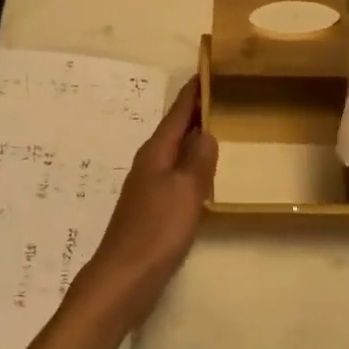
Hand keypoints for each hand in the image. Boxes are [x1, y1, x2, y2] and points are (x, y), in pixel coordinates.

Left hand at [75, 77, 217, 327]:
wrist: (124, 278)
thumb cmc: (157, 230)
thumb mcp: (186, 191)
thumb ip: (198, 159)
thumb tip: (206, 131)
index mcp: (156, 152)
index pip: (178, 112)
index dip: (193, 91)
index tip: (209, 70)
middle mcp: (150, 162)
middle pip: (176, 129)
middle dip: (196, 112)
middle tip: (224, 97)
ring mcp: (148, 186)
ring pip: (176, 152)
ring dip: (195, 139)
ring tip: (221, 129)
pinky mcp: (151, 209)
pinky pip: (176, 175)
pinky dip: (192, 165)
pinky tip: (205, 175)